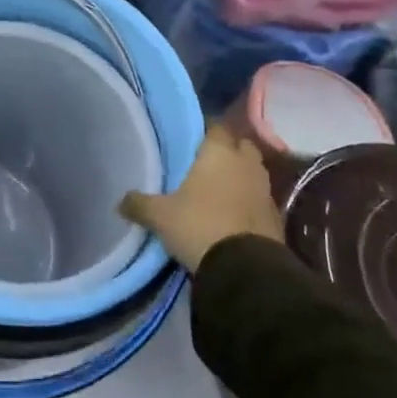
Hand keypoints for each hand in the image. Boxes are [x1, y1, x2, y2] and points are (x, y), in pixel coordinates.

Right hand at [120, 125, 282, 273]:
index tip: (191, 142)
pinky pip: (260, 199)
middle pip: (241, 145)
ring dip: (241, 176)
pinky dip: (249, 202)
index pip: (216, 127)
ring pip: (253, 172)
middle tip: (206, 163)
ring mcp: (265, 190)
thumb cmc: (199, 226)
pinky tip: (234, 214)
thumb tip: (120, 201)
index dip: (205, 132)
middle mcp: (246, 164)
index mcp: (219, 153)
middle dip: (228, 150)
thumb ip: (139, 204)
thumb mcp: (160, 217)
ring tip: (219, 189)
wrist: (246, 270)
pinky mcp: (277, 217)